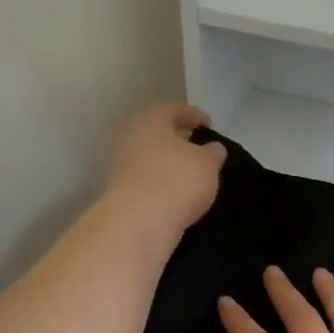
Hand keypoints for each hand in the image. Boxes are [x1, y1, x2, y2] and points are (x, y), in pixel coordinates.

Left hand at [103, 102, 226, 236]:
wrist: (138, 223)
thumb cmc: (176, 180)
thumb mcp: (208, 163)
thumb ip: (213, 153)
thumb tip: (213, 148)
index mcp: (150, 120)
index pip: (173, 110)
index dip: (194, 116)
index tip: (209, 124)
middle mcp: (129, 138)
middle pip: (157, 134)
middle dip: (177, 140)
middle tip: (198, 148)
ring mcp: (120, 167)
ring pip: (150, 159)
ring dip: (168, 164)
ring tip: (191, 174)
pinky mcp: (120, 194)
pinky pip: (146, 182)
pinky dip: (161, 185)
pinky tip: (177, 195)